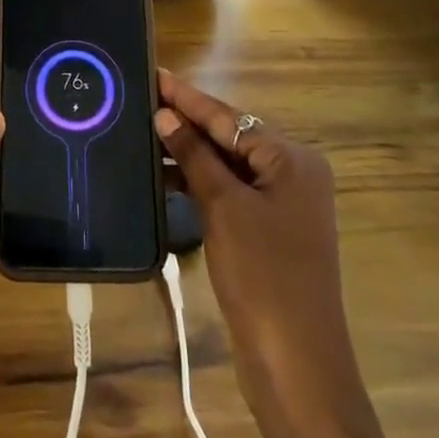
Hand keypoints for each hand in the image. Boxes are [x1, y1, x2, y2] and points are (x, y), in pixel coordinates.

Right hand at [154, 70, 396, 437]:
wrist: (296, 364)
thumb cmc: (263, 275)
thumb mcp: (224, 208)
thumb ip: (194, 156)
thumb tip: (165, 115)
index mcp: (292, 160)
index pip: (230, 118)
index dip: (188, 97)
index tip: (155, 73)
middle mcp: (292, 173)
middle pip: (231, 137)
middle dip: (187, 122)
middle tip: (142, 99)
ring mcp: (281, 204)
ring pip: (228, 164)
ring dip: (190, 153)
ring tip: (144, 133)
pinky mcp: (268, 230)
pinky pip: (230, 191)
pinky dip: (200, 182)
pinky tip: (165, 175)